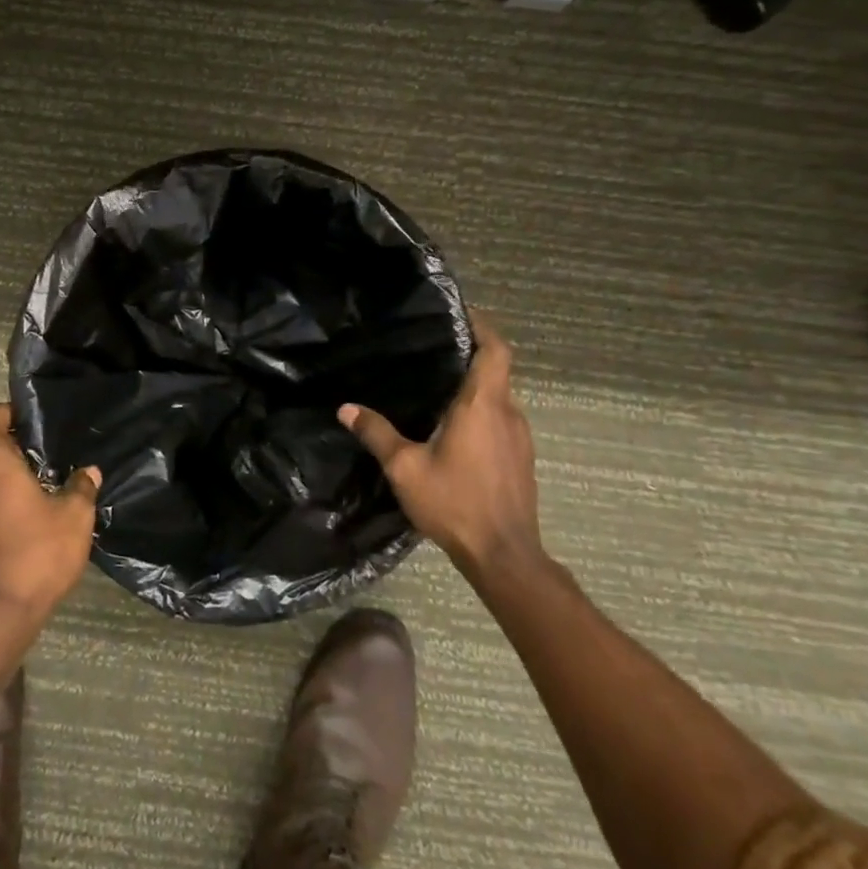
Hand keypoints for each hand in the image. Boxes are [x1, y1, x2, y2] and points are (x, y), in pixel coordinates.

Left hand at [0, 404, 100, 620]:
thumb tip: (87, 473)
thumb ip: (81, 488)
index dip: (4, 412)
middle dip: (15, 452)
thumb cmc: (37, 551)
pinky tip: (29, 524)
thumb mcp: (74, 517)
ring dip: (7, 482)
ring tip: (43, 494)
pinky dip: (0, 507)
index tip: (30, 422)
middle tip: (49, 461)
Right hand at [339, 313, 543, 585]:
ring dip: (476, 385)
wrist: (504, 555)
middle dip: (471, 353)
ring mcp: (520, 438)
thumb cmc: (455, 503)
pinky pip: (501, 419)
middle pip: (497, 370)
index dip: (482, 326)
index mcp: (482, 406)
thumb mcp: (405, 468)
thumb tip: (346, 408)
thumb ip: (376, 434)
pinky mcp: (521, 458)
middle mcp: (508, 414)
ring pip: (499, 397)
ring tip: (438, 383)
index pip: (495, 350)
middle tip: (434, 347)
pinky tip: (453, 426)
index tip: (461, 313)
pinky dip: (481, 410)